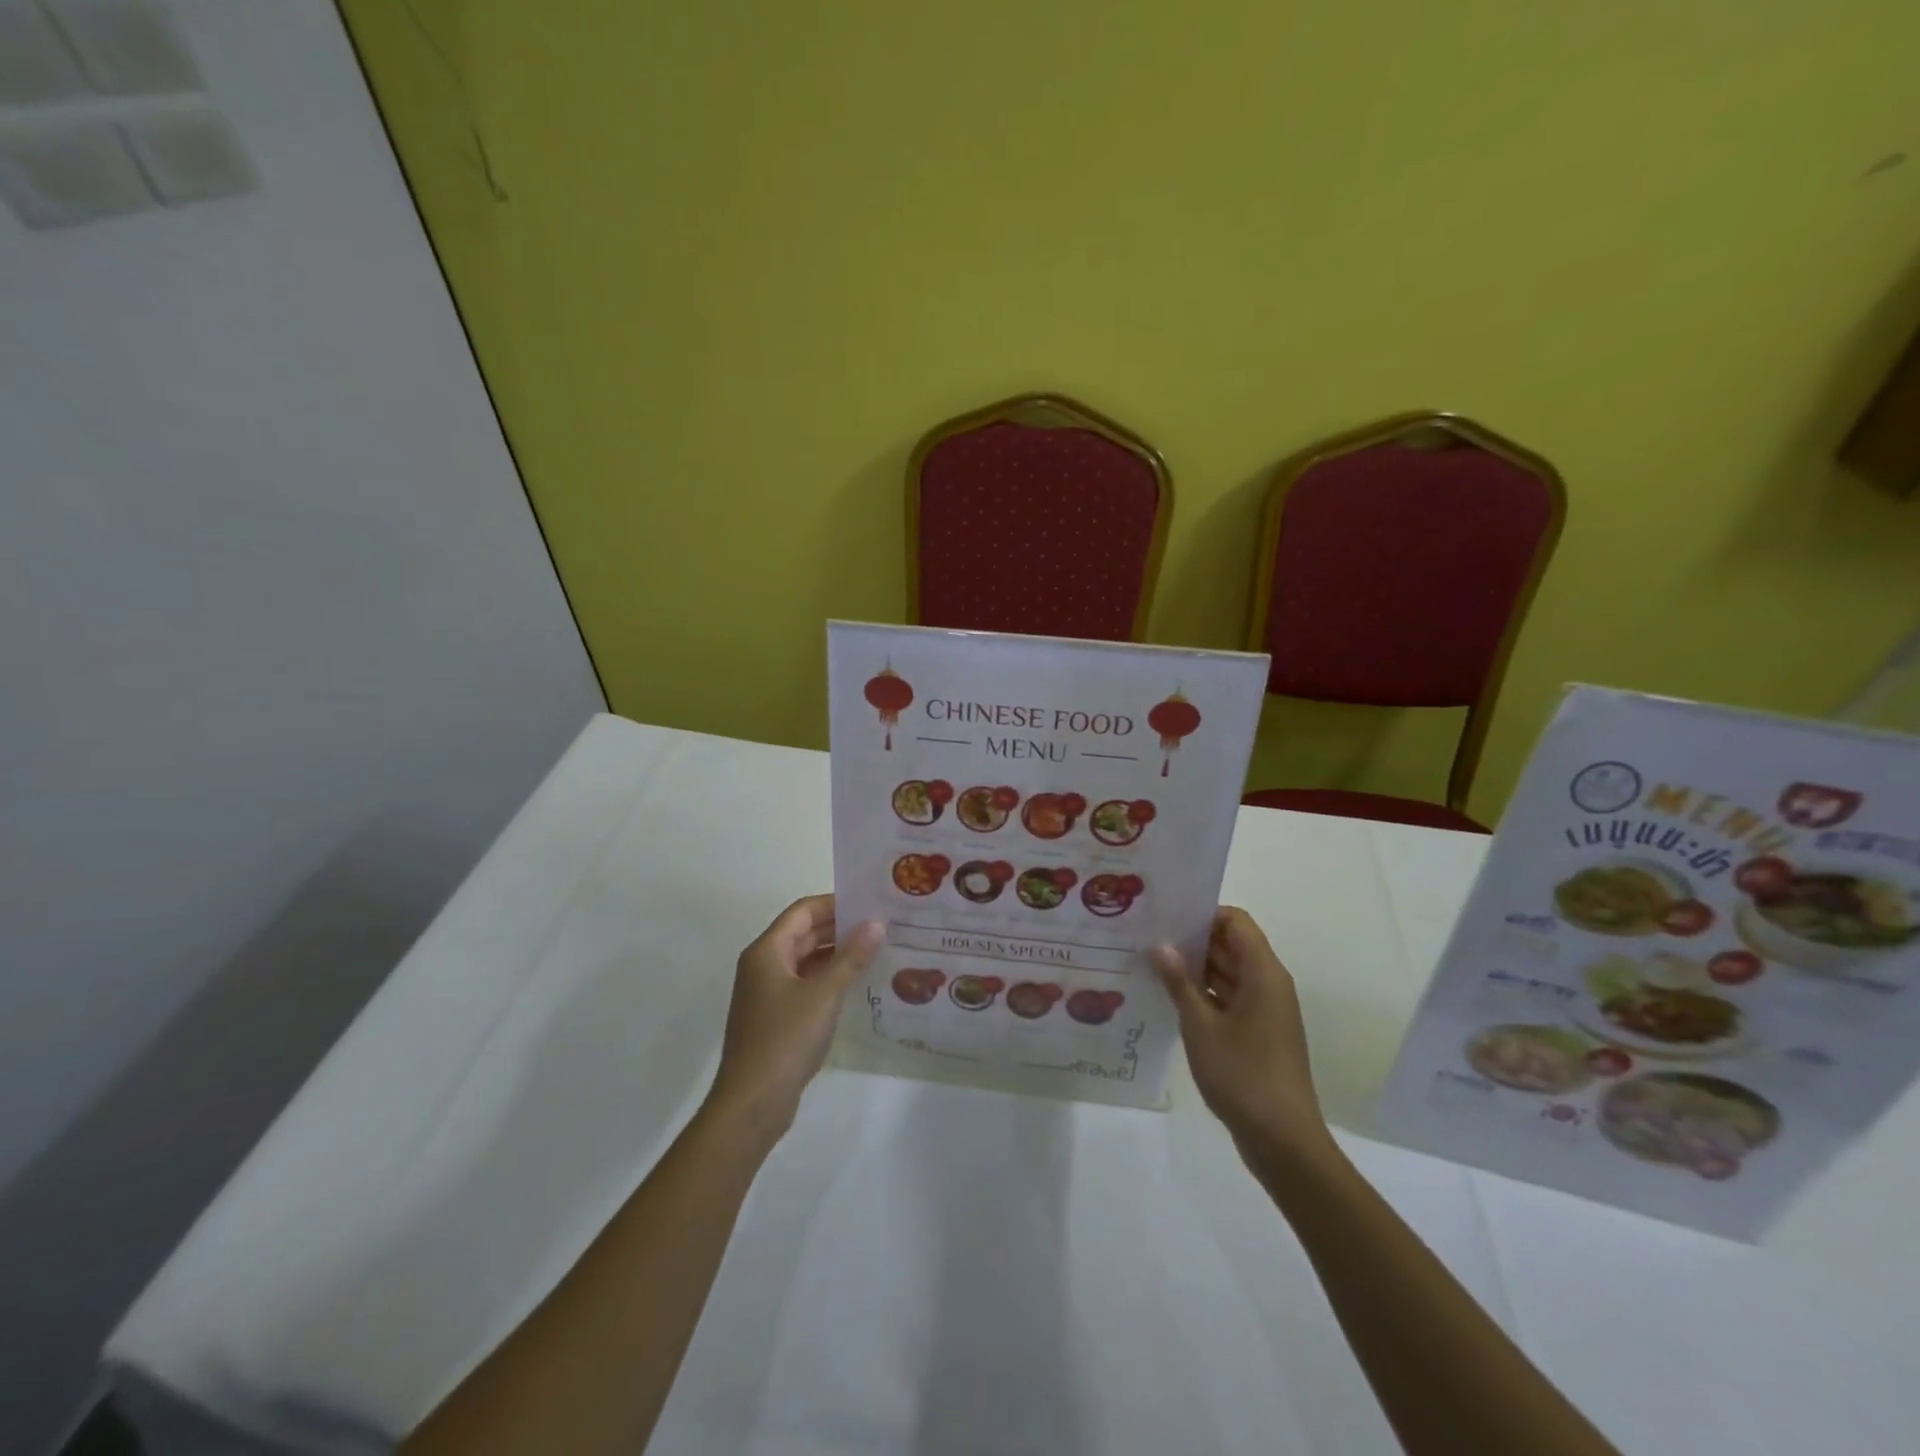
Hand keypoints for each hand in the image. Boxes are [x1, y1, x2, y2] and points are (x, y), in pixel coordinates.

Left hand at [707, 894, 883, 1138]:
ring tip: (877, 950)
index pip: (803, 911)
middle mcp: (764, 965)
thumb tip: (876, 924)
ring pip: (806, 960)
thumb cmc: (785, 1039)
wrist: (752, 1103)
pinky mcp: (776, 1017)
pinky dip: (830, 978)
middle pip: (804, 933)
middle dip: (840, 927)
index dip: (836, 903)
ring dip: (837, 954)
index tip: (870, 903)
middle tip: (882, 924)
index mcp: (767, 951)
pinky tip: (858, 984)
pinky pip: (806, 984)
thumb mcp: (824, 994)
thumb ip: (851, 957)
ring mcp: (768, 993)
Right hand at [1150, 907, 1329, 1160]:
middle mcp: (1268, 984)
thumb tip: (1160, 946)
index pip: (1235, 922)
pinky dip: (1203, 993)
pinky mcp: (1258, 1032)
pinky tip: (1168, 998)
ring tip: (1150, 964)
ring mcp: (1264, 1010)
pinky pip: (1229, 997)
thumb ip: (1179, 982)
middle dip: (1192, 940)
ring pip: (1228, 972)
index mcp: (1263, 973)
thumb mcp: (1201, 1026)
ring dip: (1194, 968)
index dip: (1203, 914)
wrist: (1283, 1141)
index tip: (1166, 918)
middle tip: (1147, 937)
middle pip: (1231, 944)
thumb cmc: (1243, 1075)